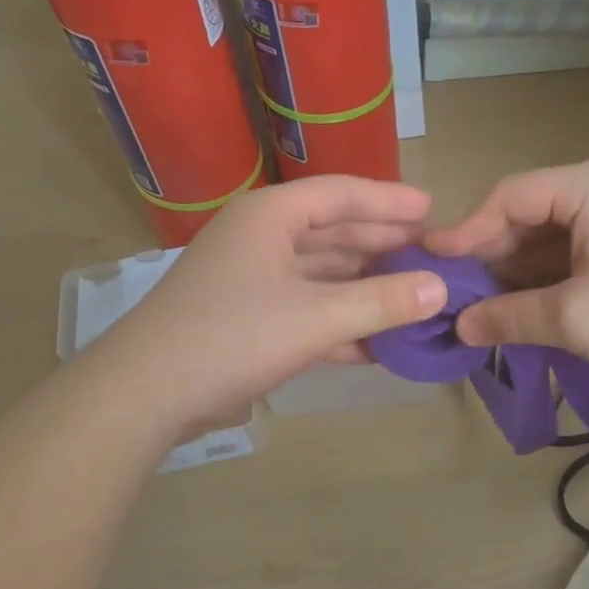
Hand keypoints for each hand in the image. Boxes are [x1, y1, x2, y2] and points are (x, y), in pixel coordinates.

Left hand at [102, 176, 447, 437]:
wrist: (146, 394)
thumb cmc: (232, 337)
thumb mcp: (316, 318)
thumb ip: (382, 302)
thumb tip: (441, 290)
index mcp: (270, 216)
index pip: (340, 194)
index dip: (389, 201)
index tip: (432, 209)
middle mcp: (260, 238)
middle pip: (333, 233)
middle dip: (382, 245)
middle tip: (431, 254)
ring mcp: (252, 280)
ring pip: (322, 274)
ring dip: (365, 288)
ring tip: (414, 297)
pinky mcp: (248, 318)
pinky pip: (307, 309)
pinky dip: (340, 322)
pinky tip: (376, 343)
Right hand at [424, 156, 588, 390]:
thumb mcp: (575, 319)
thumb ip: (508, 317)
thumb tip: (461, 327)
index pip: (507, 198)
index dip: (465, 234)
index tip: (430, 268)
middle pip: (526, 216)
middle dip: (490, 259)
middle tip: (454, 300)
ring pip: (550, 239)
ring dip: (518, 276)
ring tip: (483, 313)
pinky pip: (575, 254)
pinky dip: (548, 282)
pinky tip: (526, 312)